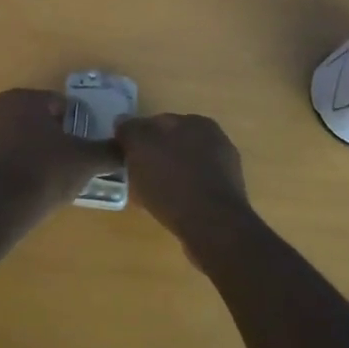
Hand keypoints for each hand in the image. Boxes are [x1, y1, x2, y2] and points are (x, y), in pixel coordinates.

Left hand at [0, 88, 120, 221]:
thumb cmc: (44, 174)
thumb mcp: (86, 161)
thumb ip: (110, 151)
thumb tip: (127, 147)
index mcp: (25, 97)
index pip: (63, 105)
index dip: (78, 127)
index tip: (84, 150)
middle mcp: (0, 106)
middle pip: (42, 119)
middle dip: (58, 138)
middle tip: (72, 164)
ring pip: (25, 136)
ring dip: (40, 150)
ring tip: (54, 177)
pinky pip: (9, 152)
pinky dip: (22, 162)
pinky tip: (33, 184)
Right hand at [116, 112, 251, 248]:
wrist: (213, 226)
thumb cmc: (173, 181)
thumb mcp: (140, 148)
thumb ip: (130, 130)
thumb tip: (122, 121)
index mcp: (198, 122)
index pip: (159, 122)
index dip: (138, 138)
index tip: (124, 155)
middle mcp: (216, 140)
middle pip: (173, 145)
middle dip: (153, 157)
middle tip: (134, 175)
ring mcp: (225, 169)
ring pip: (184, 167)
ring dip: (167, 176)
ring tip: (148, 195)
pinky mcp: (226, 196)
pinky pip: (194, 189)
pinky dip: (180, 194)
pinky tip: (167, 208)